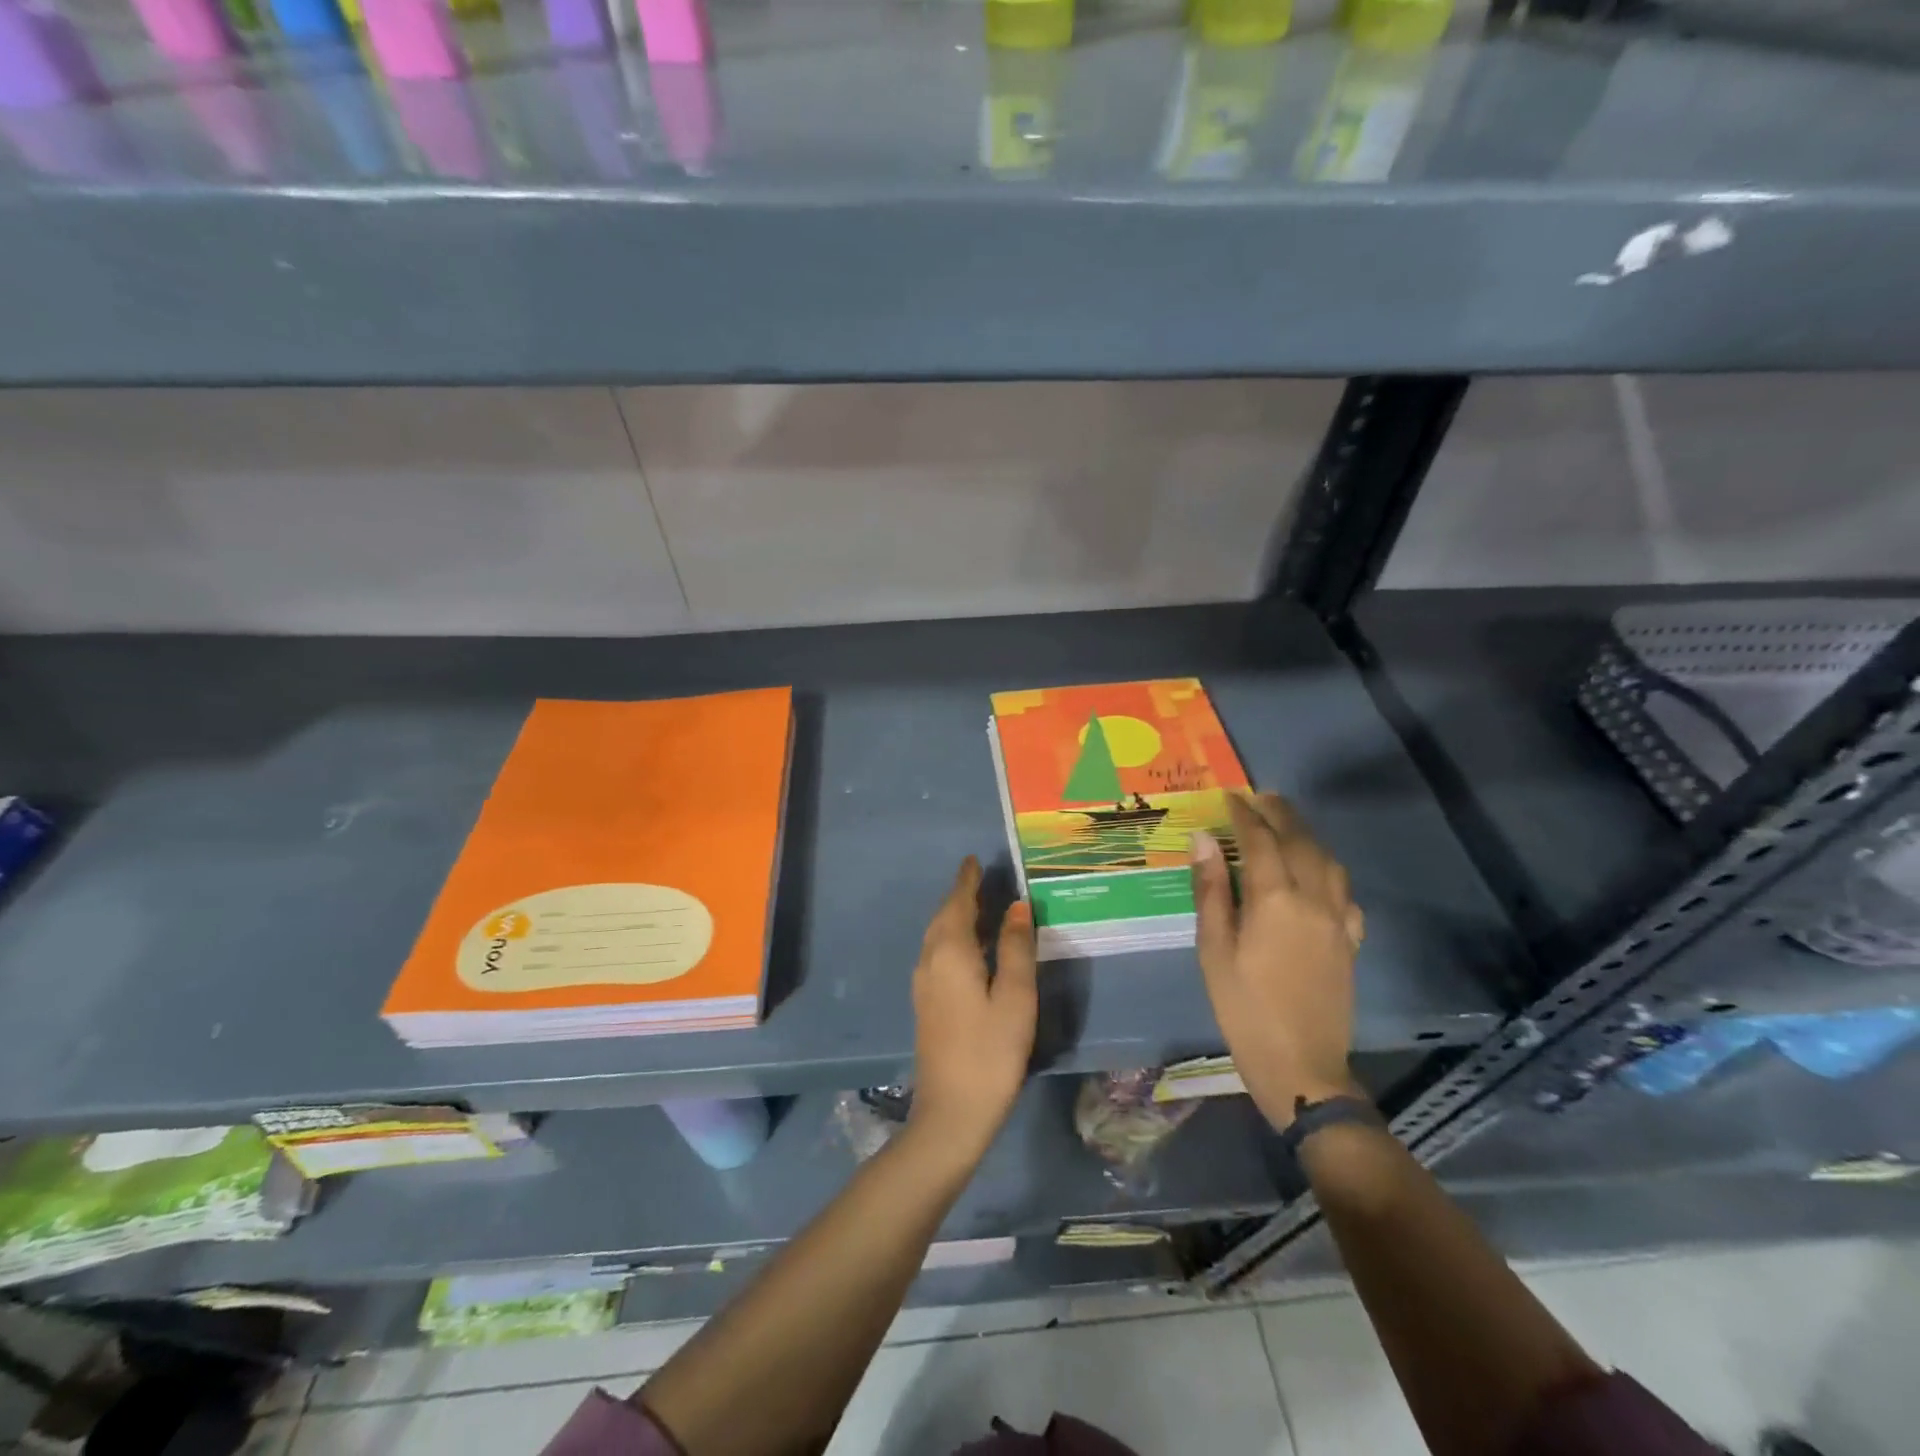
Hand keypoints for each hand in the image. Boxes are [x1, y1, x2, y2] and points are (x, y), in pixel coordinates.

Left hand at [907, 857, 1039, 1159]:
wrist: (951, 1113)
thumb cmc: (990, 1051)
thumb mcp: (1014, 997)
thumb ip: (1015, 948)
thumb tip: (1017, 906)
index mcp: (950, 952)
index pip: (958, 903)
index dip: (967, 880)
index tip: (974, 860)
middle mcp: (930, 960)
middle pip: (944, 916)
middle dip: (961, 895)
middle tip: (982, 879)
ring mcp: (924, 984)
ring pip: (938, 936)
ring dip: (956, 917)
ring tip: (981, 907)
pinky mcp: (926, 1003)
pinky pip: (938, 953)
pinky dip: (954, 938)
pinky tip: (972, 949)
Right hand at [1191, 793, 1365, 1128]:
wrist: (1301, 1066)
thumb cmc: (1243, 1007)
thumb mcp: (1213, 949)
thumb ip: (1211, 890)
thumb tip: (1205, 840)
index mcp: (1275, 900)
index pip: (1260, 841)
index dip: (1245, 814)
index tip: (1230, 796)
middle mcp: (1314, 900)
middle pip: (1301, 842)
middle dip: (1280, 814)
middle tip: (1260, 797)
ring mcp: (1338, 921)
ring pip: (1329, 862)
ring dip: (1308, 836)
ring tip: (1286, 826)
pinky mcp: (1350, 942)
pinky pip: (1345, 893)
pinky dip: (1329, 872)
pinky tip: (1317, 877)